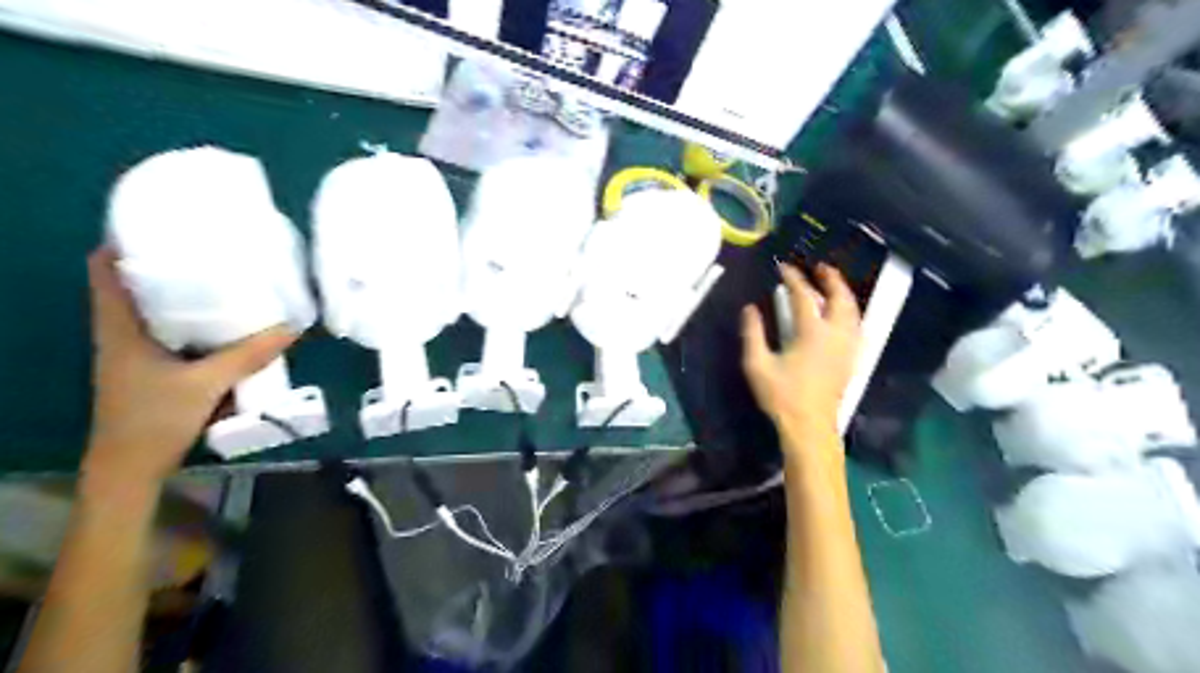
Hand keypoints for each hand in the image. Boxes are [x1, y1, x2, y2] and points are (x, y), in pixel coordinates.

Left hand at [82, 249, 296, 485]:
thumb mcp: (207, 384)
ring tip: (220, 277)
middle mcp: (122, 334)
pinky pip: (170, 333)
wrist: (132, 466)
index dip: (123, 243)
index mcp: (119, 328)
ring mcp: (135, 353)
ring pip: (153, 310)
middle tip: (206, 248)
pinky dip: (191, 322)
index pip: (106, 272)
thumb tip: (292, 328)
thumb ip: (249, 355)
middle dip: (164, 264)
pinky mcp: (151, 369)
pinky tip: (222, 322)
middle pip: (133, 286)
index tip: (158, 225)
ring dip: (179, 294)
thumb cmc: (155, 419)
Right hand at [743, 265, 862, 449]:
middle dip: (832, 279)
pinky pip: (857, 326)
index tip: (784, 267)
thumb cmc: (781, 396)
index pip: (804, 296)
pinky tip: (844, 314)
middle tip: (820, 268)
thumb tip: (750, 309)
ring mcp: (847, 347)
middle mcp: (835, 334)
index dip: (794, 279)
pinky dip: (851, 312)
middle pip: (840, 298)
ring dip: (844, 293)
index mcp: (811, 333)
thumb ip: (753, 334)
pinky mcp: (851, 359)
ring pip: (853, 311)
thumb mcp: (757, 365)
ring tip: (834, 285)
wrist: (810, 426)